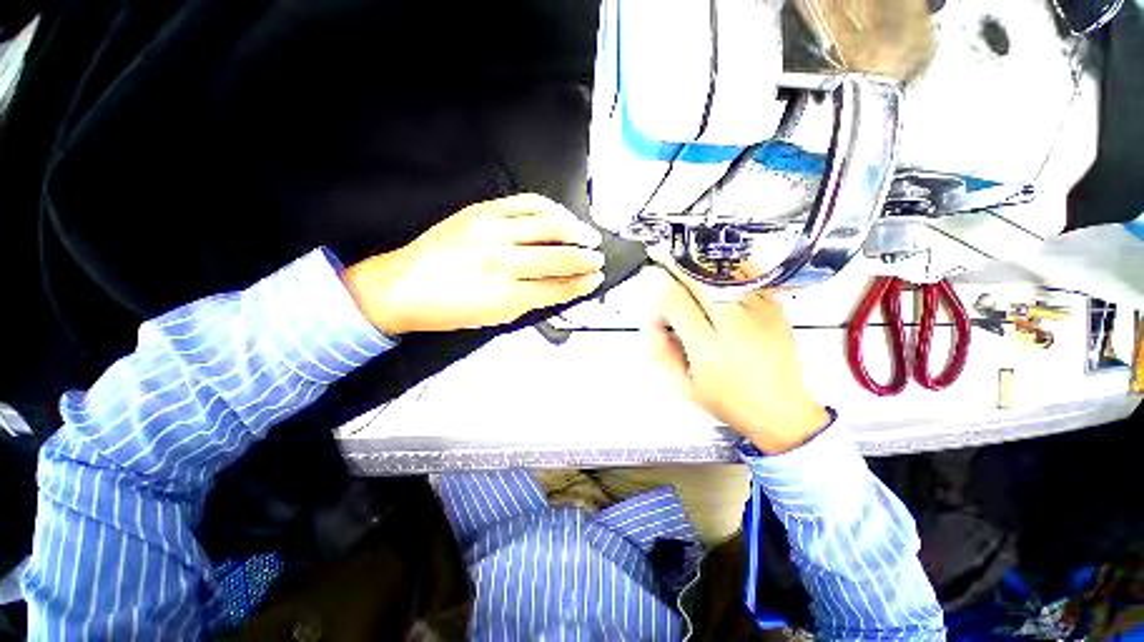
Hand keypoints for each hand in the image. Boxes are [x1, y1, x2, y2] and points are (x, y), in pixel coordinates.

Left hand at [344, 194, 605, 334]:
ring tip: (588, 235)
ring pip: (547, 225)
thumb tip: (559, 288)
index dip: (581, 284)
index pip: (557, 287)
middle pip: (558, 256)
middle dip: (585, 258)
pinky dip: (549, 208)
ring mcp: (491, 232)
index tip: (594, 279)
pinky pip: (525, 203)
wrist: (401, 287)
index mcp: (505, 296)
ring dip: (575, 230)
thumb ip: (531, 302)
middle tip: (597, 259)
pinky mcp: (481, 213)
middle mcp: (501, 262)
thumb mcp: (494, 318)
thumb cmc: (446, 308)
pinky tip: (560, 215)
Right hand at [648, 270, 830, 454]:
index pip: (675, 301)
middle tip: (670, 281)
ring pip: (722, 272)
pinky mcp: (776, 308)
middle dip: (676, 276)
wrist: (781, 411)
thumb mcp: (684, 385)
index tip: (661, 311)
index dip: (660, 300)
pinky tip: (720, 277)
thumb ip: (662, 351)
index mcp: (708, 348)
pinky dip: (730, 269)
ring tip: (693, 279)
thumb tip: (653, 321)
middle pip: (697, 280)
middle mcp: (734, 326)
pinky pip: (750, 274)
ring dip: (700, 271)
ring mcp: (759, 314)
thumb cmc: (729, 402)